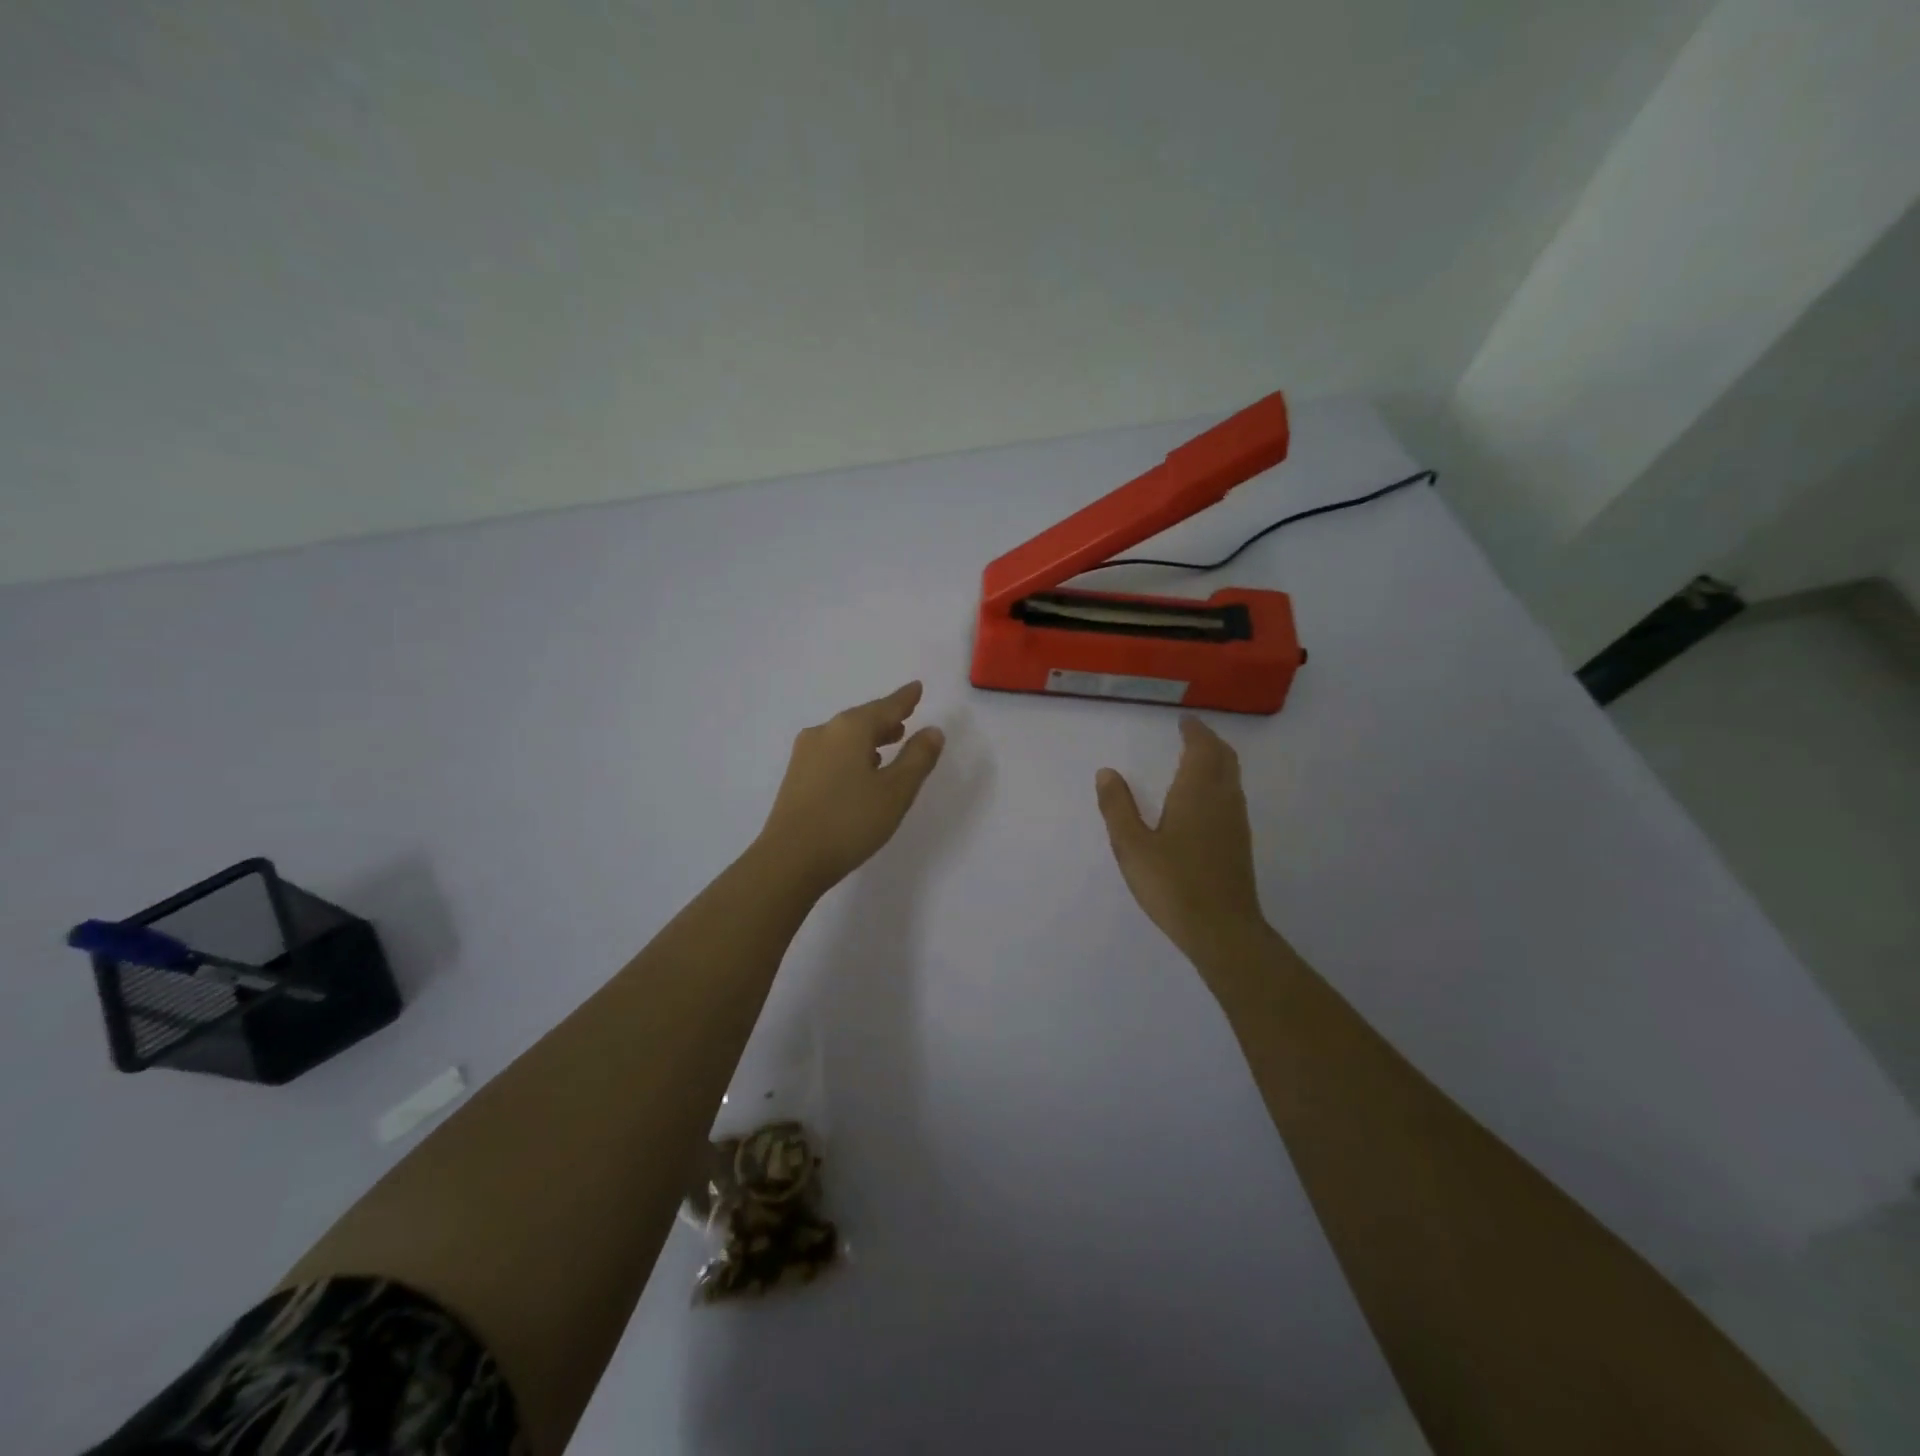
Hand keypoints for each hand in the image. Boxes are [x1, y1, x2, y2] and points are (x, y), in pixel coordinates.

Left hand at [756, 682, 945, 896]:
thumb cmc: (850, 821)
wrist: (790, 859)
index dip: (904, 699)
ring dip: (869, 738)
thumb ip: (918, 758)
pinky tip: (860, 770)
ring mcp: (805, 754)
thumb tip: (932, 731)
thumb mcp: (896, 791)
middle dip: (886, 719)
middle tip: (906, 719)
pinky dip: (852, 753)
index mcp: (850, 728)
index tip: (916, 687)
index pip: (886, 706)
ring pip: (845, 737)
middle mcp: (824, 732)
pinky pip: (832, 753)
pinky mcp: (796, 777)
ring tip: (889, 745)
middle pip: (862, 719)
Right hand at [1096, 716, 1268, 966]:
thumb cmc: (1172, 884)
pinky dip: (1220, 782)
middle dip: (1209, 741)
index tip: (1184, 720)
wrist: (1222, 930)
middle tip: (1192, 733)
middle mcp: (1222, 800)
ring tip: (1197, 759)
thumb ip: (1118, 807)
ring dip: (1217, 761)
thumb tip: (1106, 772)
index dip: (1194, 731)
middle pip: (1224, 758)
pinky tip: (1204, 800)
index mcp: (1197, 793)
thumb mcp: (1132, 846)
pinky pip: (1232, 797)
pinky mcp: (1239, 844)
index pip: (1202, 749)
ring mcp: (1236, 823)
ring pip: (1232, 778)